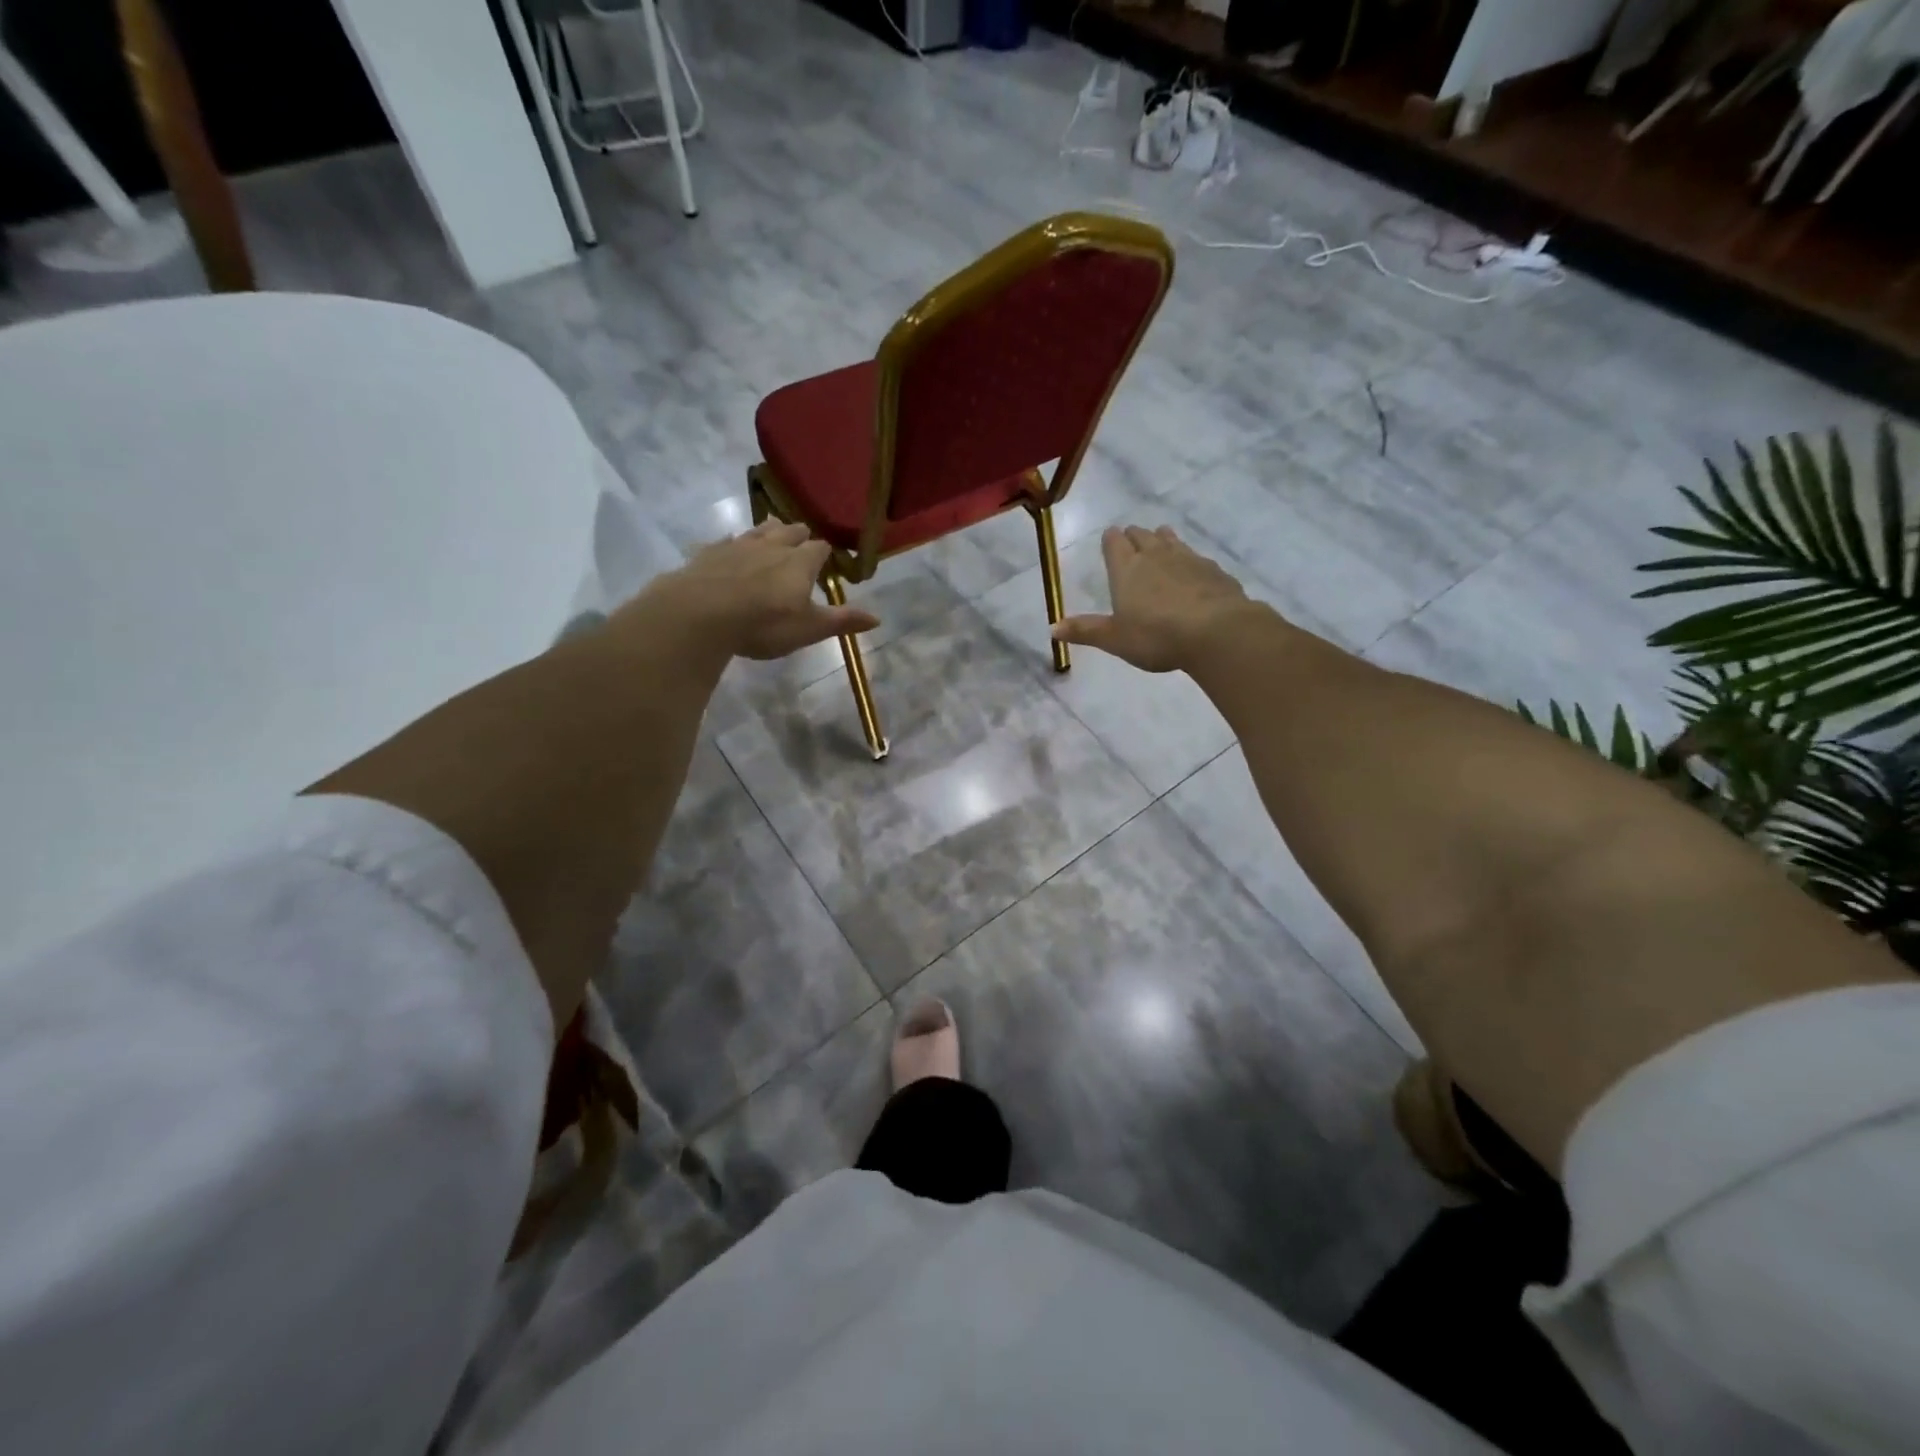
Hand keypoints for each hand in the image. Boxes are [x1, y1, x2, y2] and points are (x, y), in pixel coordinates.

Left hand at [618, 521, 879, 661]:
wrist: (701, 613)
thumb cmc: (764, 623)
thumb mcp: (809, 628)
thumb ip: (841, 621)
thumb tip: (878, 618)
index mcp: (800, 562)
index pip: (820, 549)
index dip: (825, 553)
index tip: (828, 557)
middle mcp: (772, 545)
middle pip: (790, 532)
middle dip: (798, 534)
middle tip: (802, 537)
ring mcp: (738, 545)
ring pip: (758, 530)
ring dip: (768, 530)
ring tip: (772, 528)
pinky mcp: (709, 553)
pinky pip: (725, 541)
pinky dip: (732, 543)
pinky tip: (729, 545)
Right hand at [1052, 525, 1258, 673]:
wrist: (1216, 631)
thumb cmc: (1156, 636)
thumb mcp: (1115, 639)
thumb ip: (1085, 631)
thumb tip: (1051, 628)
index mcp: (1126, 569)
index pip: (1114, 542)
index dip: (1110, 540)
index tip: (1110, 539)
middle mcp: (1155, 555)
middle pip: (1142, 535)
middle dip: (1134, 536)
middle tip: (1131, 541)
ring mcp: (1188, 558)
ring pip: (1171, 539)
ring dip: (1162, 539)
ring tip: (1160, 542)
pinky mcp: (1213, 570)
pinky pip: (1197, 557)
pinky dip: (1189, 561)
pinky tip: (1192, 572)